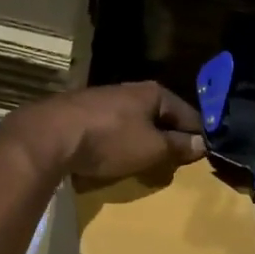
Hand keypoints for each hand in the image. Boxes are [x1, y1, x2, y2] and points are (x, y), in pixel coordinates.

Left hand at [7, 81, 206, 182]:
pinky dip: (118, 142)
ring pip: (134, 122)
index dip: (197, 135)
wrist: (50, 136)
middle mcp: (130, 90)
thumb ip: (177, 146)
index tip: (204, 155)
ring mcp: (103, 100)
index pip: (188, 114)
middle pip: (159, 116)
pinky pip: (111, 129)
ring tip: (147, 162)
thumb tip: (201, 143)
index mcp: (153, 93)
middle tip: (176, 162)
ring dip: (142, 140)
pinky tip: (115, 156)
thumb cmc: (110, 140)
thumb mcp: (152, 148)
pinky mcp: (81, 114)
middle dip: (169, 137)